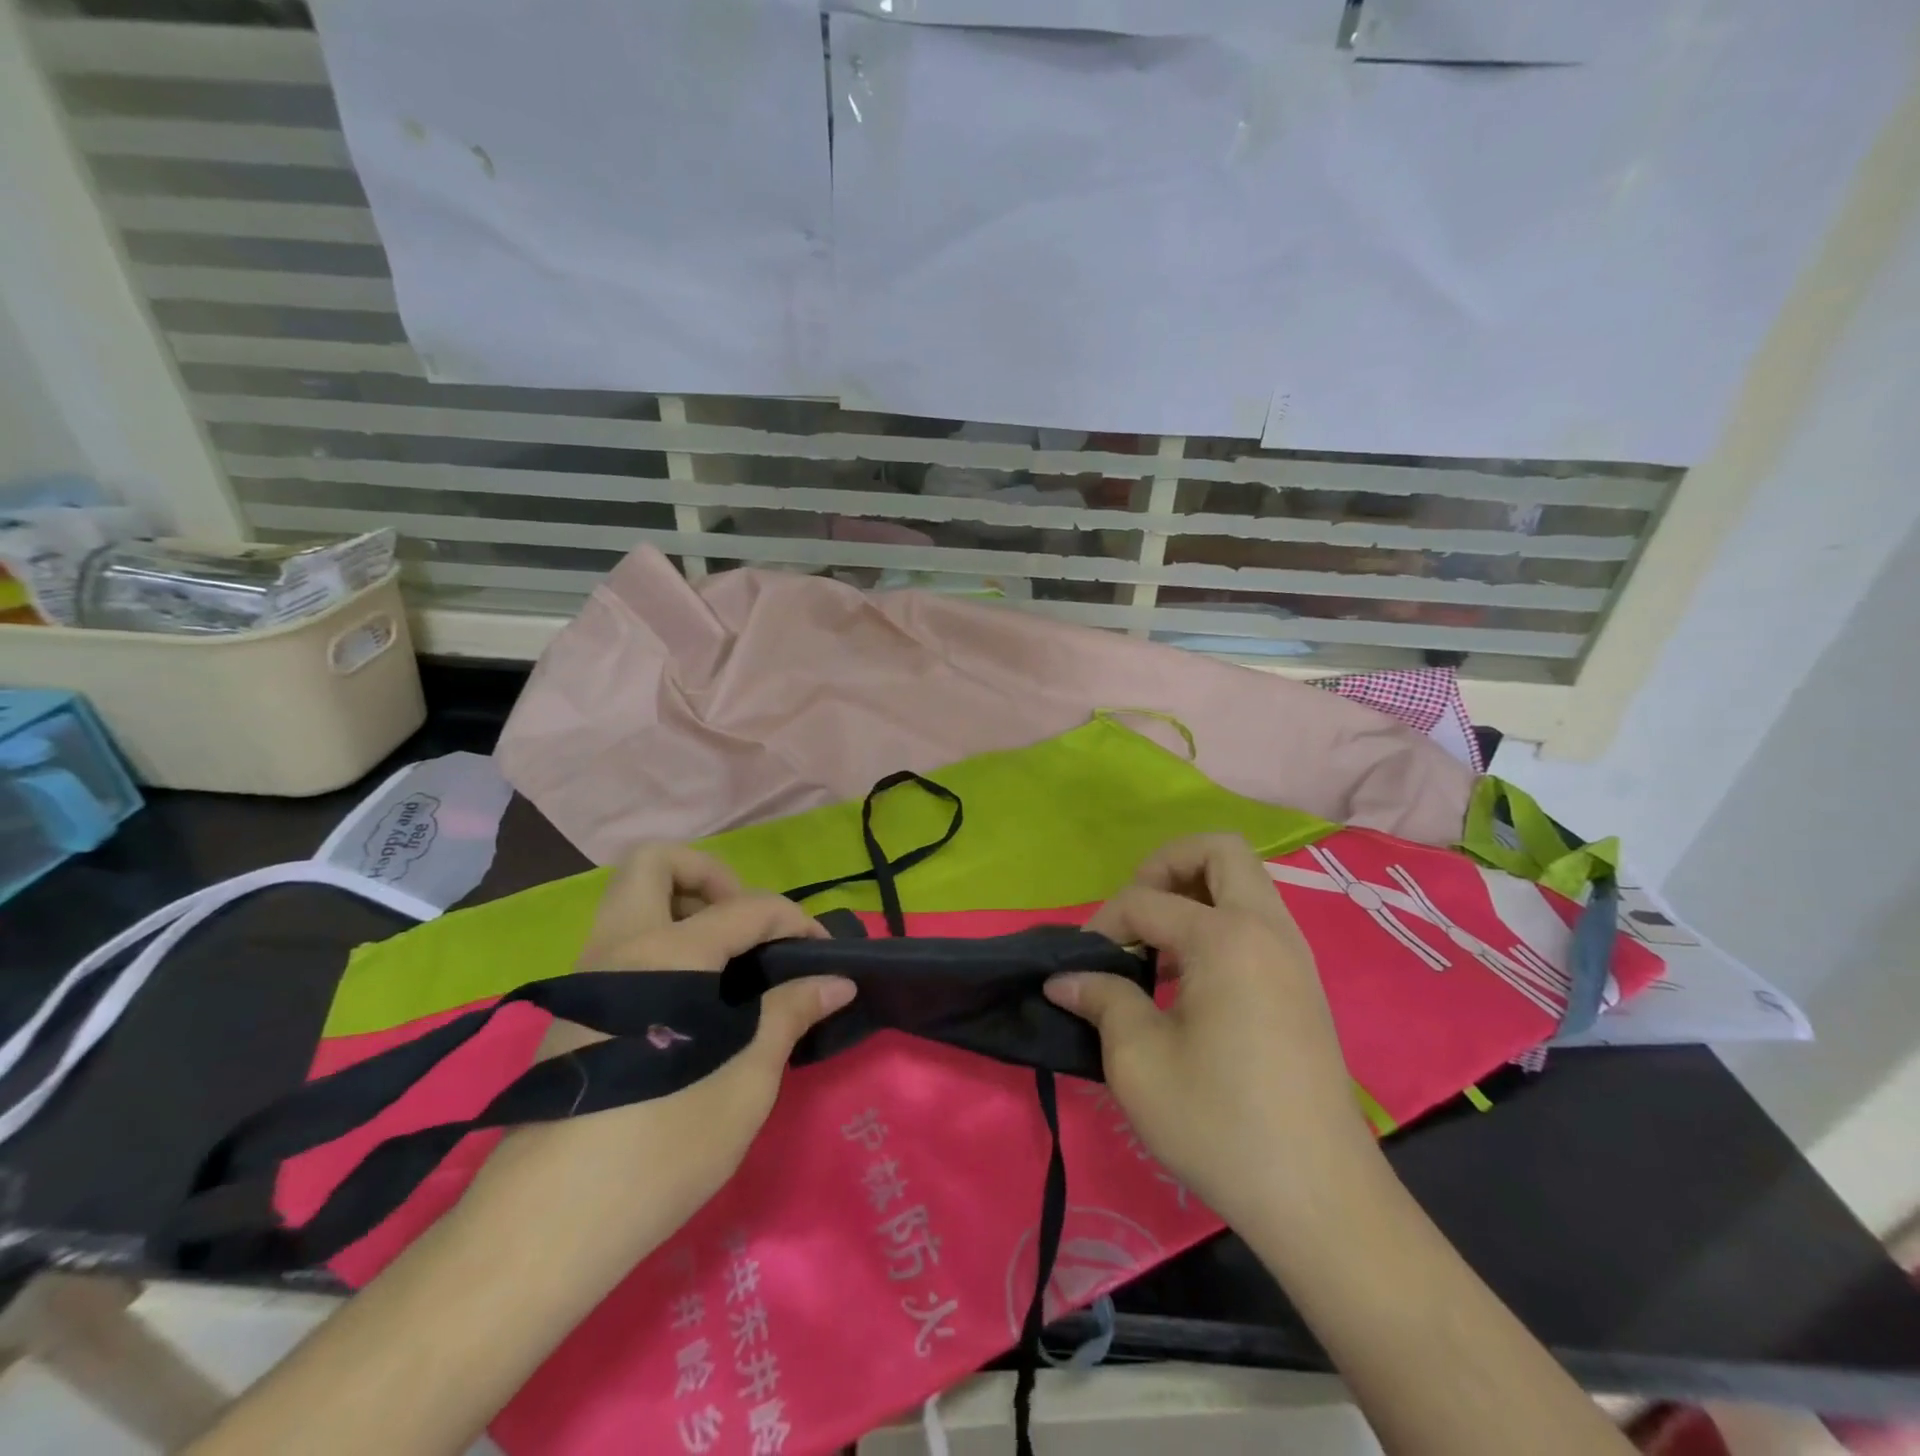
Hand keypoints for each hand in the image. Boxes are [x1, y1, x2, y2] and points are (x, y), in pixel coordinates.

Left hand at [461, 845, 853, 1260]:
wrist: (543, 1230)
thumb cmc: (659, 1150)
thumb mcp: (745, 1081)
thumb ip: (789, 1014)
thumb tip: (837, 981)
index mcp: (667, 955)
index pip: (746, 906)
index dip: (793, 920)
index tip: (822, 954)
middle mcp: (619, 947)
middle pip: (656, 863)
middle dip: (712, 876)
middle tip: (747, 928)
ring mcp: (586, 974)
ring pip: (631, 899)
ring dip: (683, 906)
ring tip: (729, 962)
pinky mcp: (572, 1007)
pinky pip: (621, 941)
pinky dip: (662, 942)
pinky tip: (691, 1000)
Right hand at [1046, 834, 1378, 1231]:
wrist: (1320, 1198)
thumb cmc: (1219, 1123)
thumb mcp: (1138, 1061)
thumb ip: (1101, 999)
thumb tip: (1064, 978)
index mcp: (1226, 938)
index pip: (1146, 900)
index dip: (1103, 924)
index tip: (1081, 967)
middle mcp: (1268, 928)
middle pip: (1219, 850)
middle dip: (1166, 864)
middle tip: (1135, 913)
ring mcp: (1294, 954)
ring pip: (1245, 881)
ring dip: (1195, 891)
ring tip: (1157, 945)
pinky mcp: (1303, 983)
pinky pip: (1257, 919)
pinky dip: (1218, 921)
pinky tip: (1190, 976)